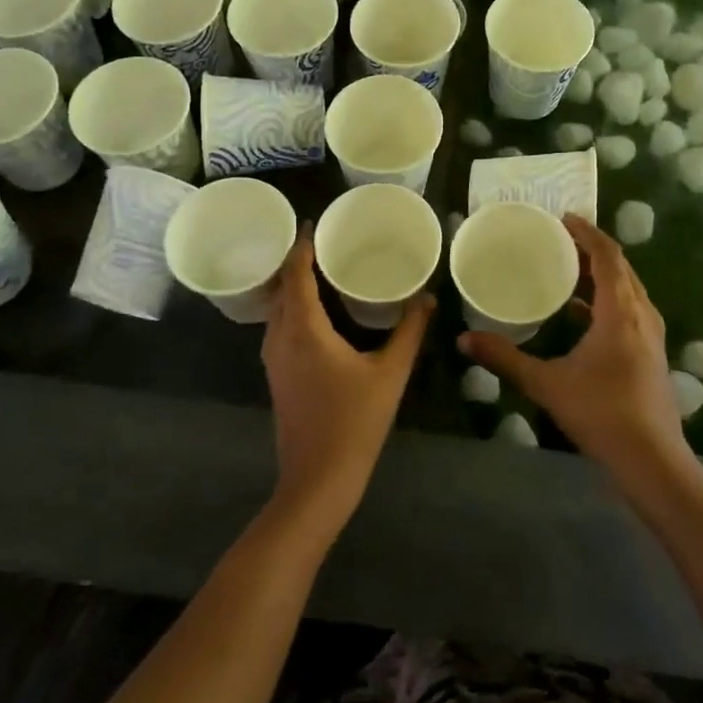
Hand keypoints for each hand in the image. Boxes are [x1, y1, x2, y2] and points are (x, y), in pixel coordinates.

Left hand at [262, 231, 433, 538]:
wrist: (318, 479)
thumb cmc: (355, 422)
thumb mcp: (390, 373)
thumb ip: (409, 331)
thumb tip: (428, 297)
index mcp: (304, 329)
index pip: (296, 274)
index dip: (302, 246)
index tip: (313, 223)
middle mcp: (280, 337)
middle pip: (281, 287)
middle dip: (296, 261)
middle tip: (324, 241)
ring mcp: (274, 359)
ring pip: (276, 309)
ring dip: (292, 285)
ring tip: (320, 268)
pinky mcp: (277, 375)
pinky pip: (279, 326)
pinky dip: (292, 308)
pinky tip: (316, 311)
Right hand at [459, 215, 690, 488]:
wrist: (652, 460)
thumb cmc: (601, 413)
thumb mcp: (546, 383)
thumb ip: (505, 358)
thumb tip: (464, 339)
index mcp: (620, 311)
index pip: (607, 256)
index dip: (587, 233)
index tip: (564, 218)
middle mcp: (642, 315)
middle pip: (621, 268)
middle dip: (593, 249)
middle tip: (561, 240)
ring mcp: (652, 336)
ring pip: (629, 290)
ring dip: (603, 275)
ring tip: (569, 270)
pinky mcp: (653, 355)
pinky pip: (631, 310)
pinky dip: (608, 300)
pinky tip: (582, 316)